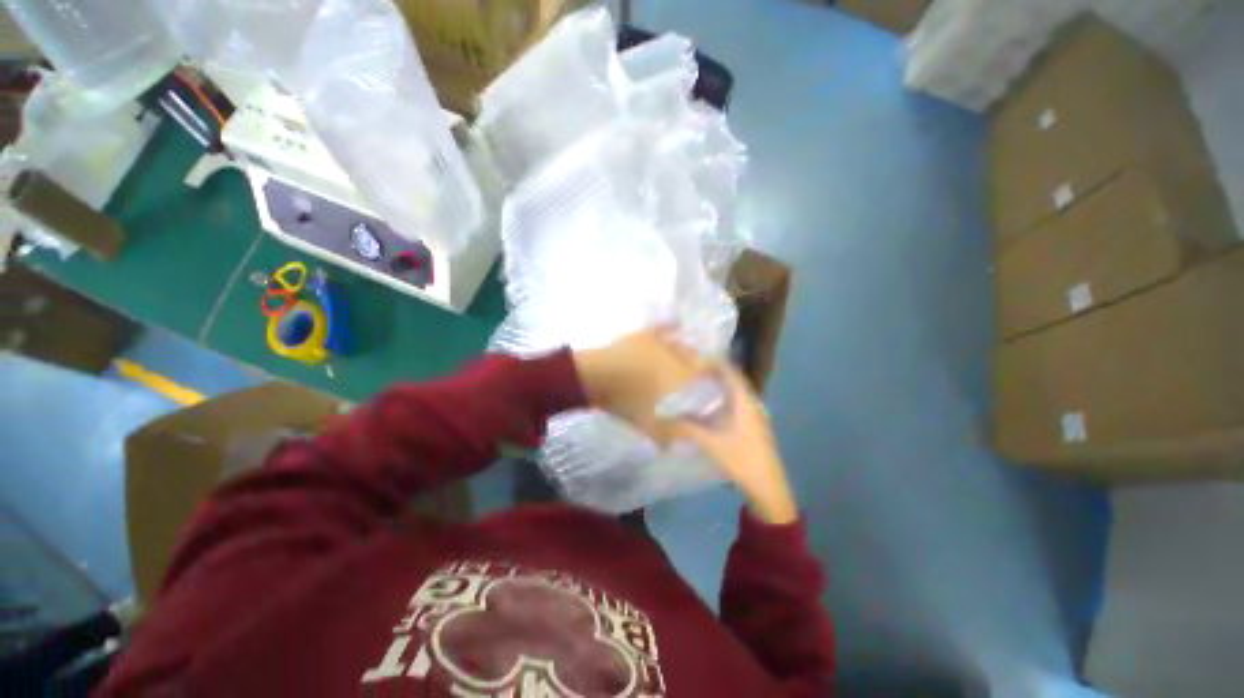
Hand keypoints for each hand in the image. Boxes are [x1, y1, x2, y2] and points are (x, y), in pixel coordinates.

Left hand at [572, 329, 705, 444]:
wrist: (598, 378)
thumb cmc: (626, 401)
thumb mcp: (647, 425)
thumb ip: (663, 437)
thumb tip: (670, 448)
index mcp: (682, 377)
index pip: (709, 372)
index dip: (716, 376)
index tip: (716, 382)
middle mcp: (678, 357)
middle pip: (696, 359)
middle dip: (699, 367)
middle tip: (694, 376)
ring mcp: (660, 343)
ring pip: (682, 344)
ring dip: (687, 351)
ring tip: (687, 356)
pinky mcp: (645, 335)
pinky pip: (663, 327)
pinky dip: (671, 325)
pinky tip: (678, 323)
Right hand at [670, 366, 796, 524]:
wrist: (768, 487)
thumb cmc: (742, 459)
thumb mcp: (711, 442)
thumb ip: (687, 428)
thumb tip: (664, 417)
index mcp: (745, 402)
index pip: (731, 372)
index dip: (715, 363)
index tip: (696, 359)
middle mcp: (752, 403)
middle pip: (734, 380)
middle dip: (715, 372)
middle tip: (694, 370)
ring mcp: (755, 415)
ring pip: (736, 392)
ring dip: (720, 386)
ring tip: (700, 384)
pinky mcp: (753, 426)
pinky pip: (737, 403)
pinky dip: (723, 398)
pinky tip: (711, 407)